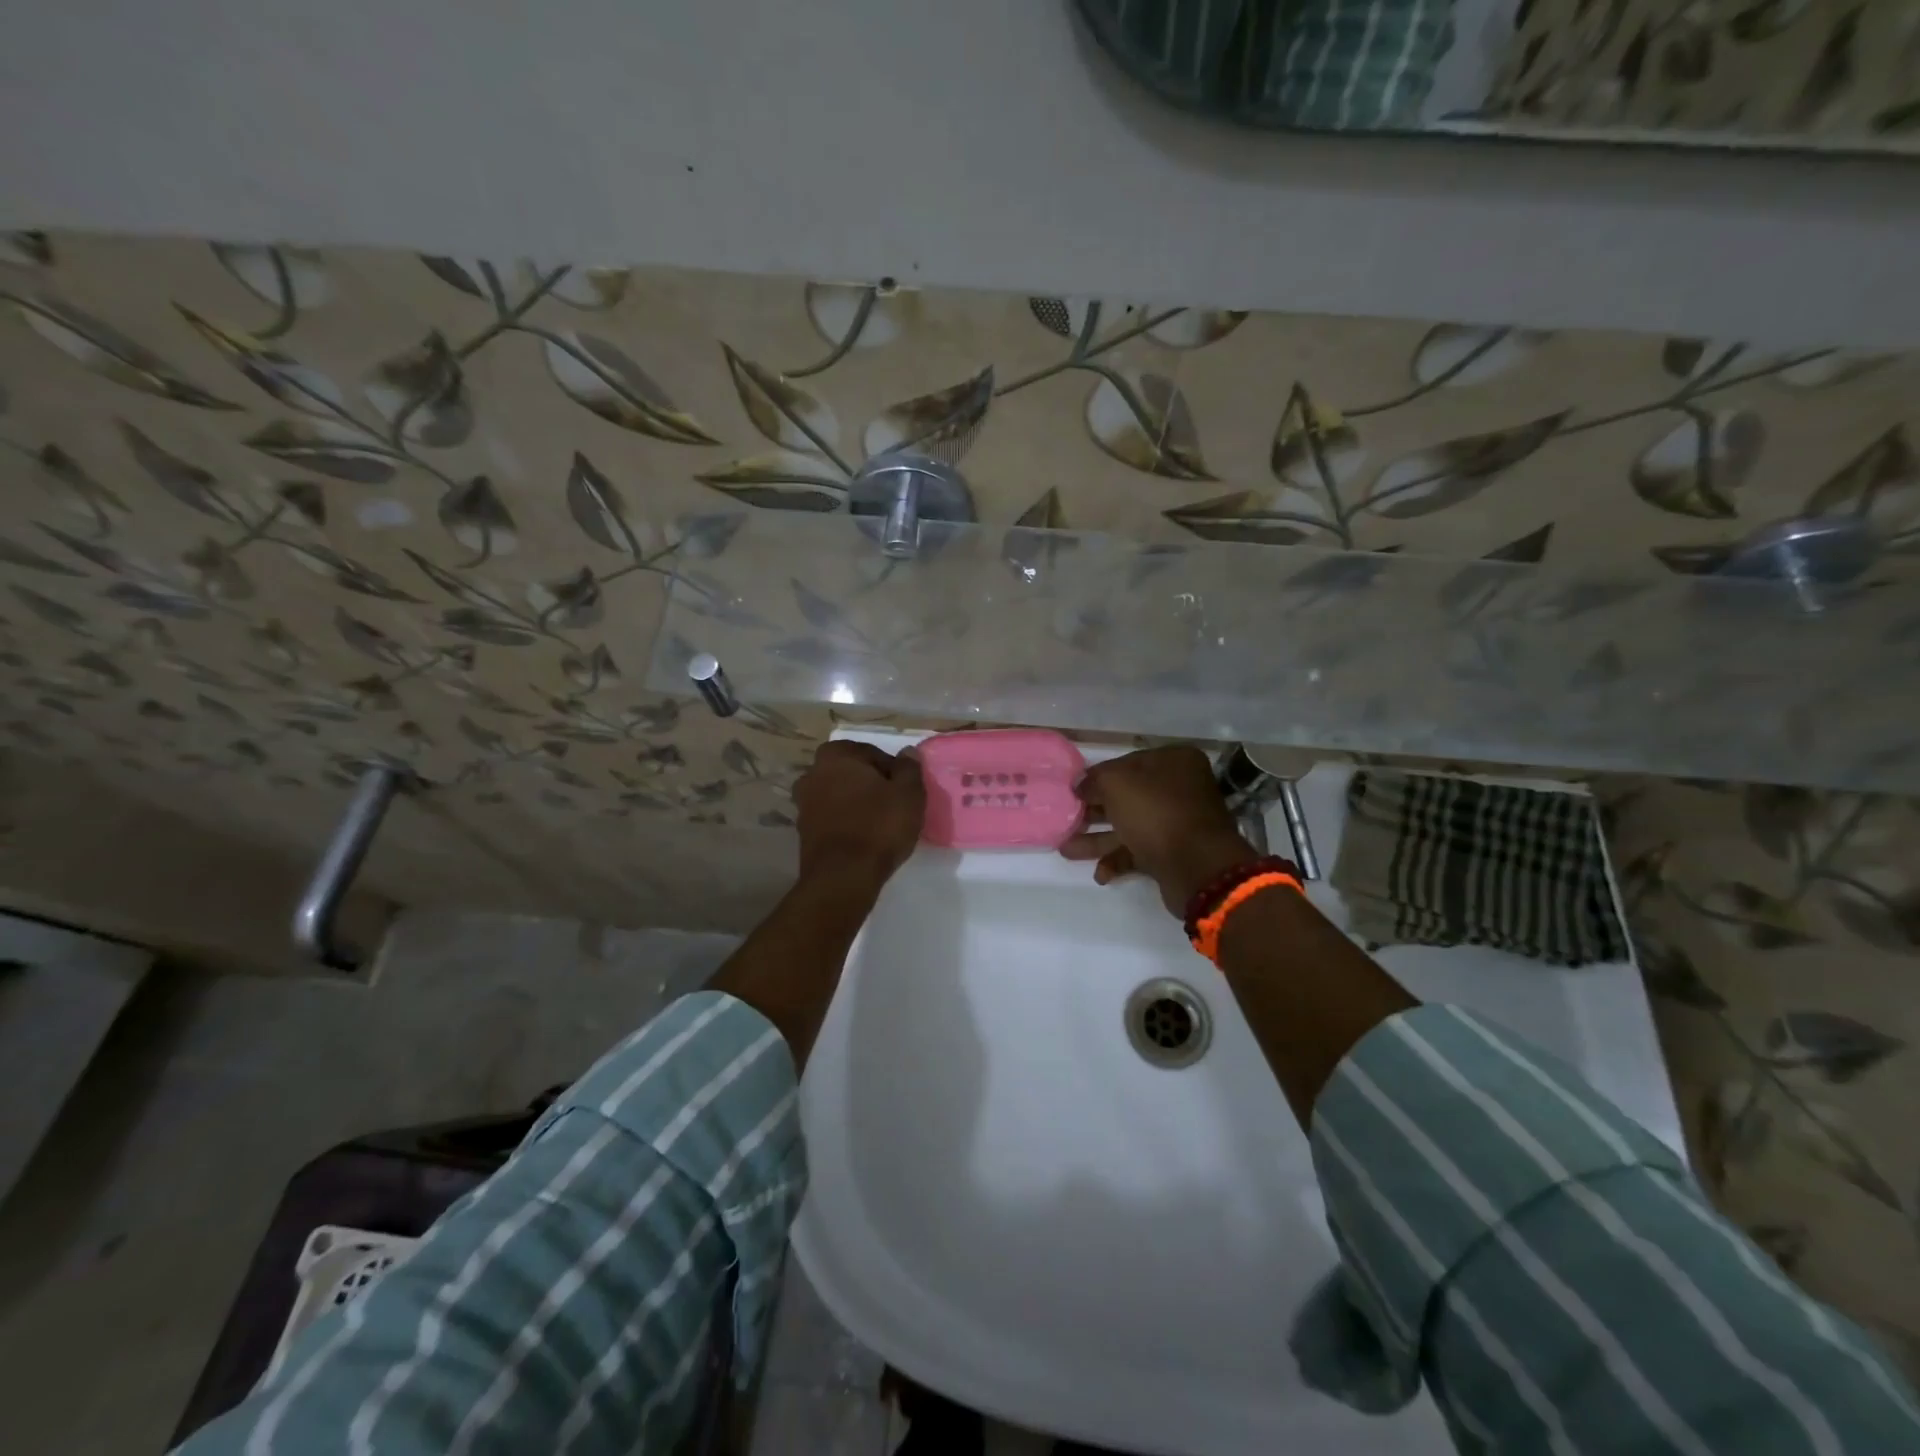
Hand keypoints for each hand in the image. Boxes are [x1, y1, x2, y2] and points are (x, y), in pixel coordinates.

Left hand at [792, 740, 925, 889]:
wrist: (843, 877)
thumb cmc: (879, 827)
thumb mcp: (909, 794)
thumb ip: (909, 768)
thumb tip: (907, 752)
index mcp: (836, 755)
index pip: (873, 754)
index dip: (893, 772)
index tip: (906, 791)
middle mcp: (813, 773)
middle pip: (853, 774)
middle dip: (872, 786)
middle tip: (894, 806)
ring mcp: (803, 803)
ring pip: (840, 796)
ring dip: (857, 804)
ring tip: (880, 825)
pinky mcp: (803, 831)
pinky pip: (832, 818)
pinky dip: (846, 823)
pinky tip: (864, 838)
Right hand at [1062, 747, 1257, 915]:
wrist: (1197, 867)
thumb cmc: (1156, 813)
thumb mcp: (1116, 784)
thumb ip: (1093, 780)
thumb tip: (1080, 785)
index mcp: (1174, 762)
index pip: (1126, 763)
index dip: (1096, 777)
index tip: (1073, 791)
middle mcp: (1179, 788)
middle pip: (1127, 796)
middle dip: (1093, 810)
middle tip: (1066, 819)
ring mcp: (1177, 822)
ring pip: (1129, 825)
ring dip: (1097, 838)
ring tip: (1066, 849)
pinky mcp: (1174, 852)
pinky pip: (1139, 851)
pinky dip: (1117, 860)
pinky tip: (1100, 874)